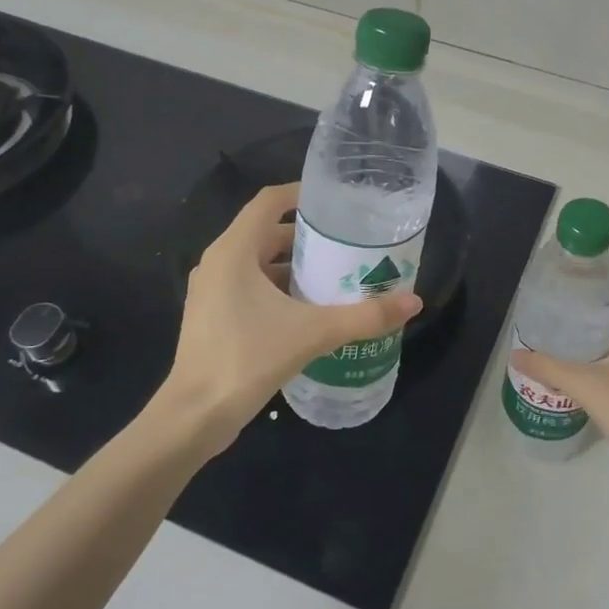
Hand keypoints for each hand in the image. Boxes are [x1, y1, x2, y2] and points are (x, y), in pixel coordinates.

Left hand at [160, 182, 421, 456]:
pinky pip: (250, 287)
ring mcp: (212, 291)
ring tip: (336, 273)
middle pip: (266, 232)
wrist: (194, 416)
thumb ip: (364, 316)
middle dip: (307, 235)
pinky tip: (310, 309)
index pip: (269, 201)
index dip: (302, 193)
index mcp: (234, 251)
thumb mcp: (313, 333)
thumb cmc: (247, 359)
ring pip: (258, 263)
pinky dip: (279, 289)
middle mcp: (219, 263)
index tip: (337, 199)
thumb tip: (414, 302)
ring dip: (294, 265)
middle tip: (348, 241)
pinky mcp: (213, 317)